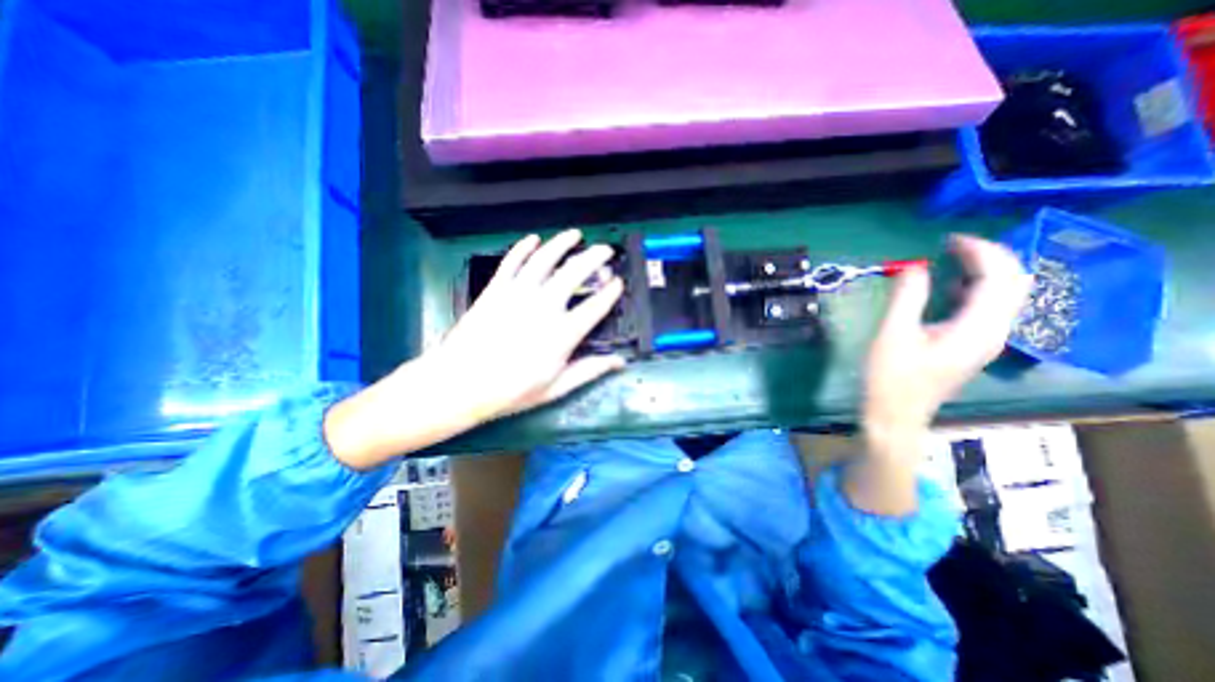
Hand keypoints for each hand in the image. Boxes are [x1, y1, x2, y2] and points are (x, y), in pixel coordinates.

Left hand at [432, 228, 624, 420]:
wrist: (459, 384)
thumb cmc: (511, 390)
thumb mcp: (556, 387)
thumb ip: (589, 371)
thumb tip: (619, 362)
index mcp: (562, 333)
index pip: (596, 306)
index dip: (611, 292)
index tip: (618, 283)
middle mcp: (544, 306)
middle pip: (575, 272)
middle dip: (594, 257)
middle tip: (605, 250)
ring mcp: (518, 294)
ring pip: (545, 259)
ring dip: (562, 243)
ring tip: (575, 235)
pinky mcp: (495, 289)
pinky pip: (512, 261)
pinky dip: (523, 247)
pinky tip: (533, 238)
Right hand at [846, 237, 1029, 514]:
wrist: (896, 414)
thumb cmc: (890, 377)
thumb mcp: (892, 335)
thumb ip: (907, 298)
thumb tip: (914, 266)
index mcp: (977, 328)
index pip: (1000, 277)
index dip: (980, 251)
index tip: (948, 240)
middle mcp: (994, 332)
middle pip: (1014, 283)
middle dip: (989, 257)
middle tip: (952, 246)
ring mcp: (987, 340)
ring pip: (1006, 295)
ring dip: (986, 271)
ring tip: (953, 259)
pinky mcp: (974, 345)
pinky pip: (990, 308)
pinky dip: (977, 289)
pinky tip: (952, 288)